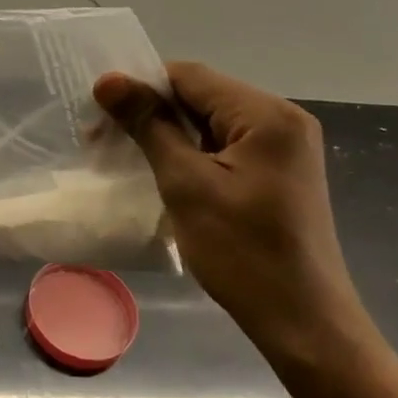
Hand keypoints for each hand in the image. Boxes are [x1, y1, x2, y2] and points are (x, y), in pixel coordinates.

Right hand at [94, 63, 366, 347]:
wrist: (301, 320)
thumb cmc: (242, 251)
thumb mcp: (186, 184)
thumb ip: (149, 125)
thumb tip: (107, 80)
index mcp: (267, 114)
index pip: (190, 77)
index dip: (140, 87)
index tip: (96, 115)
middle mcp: (282, 119)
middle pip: (202, 97)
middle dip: (151, 114)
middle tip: (101, 140)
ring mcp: (283, 148)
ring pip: (210, 124)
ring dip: (167, 136)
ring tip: (125, 158)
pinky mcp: (278, 174)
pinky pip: (225, 148)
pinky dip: (191, 155)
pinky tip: (163, 174)